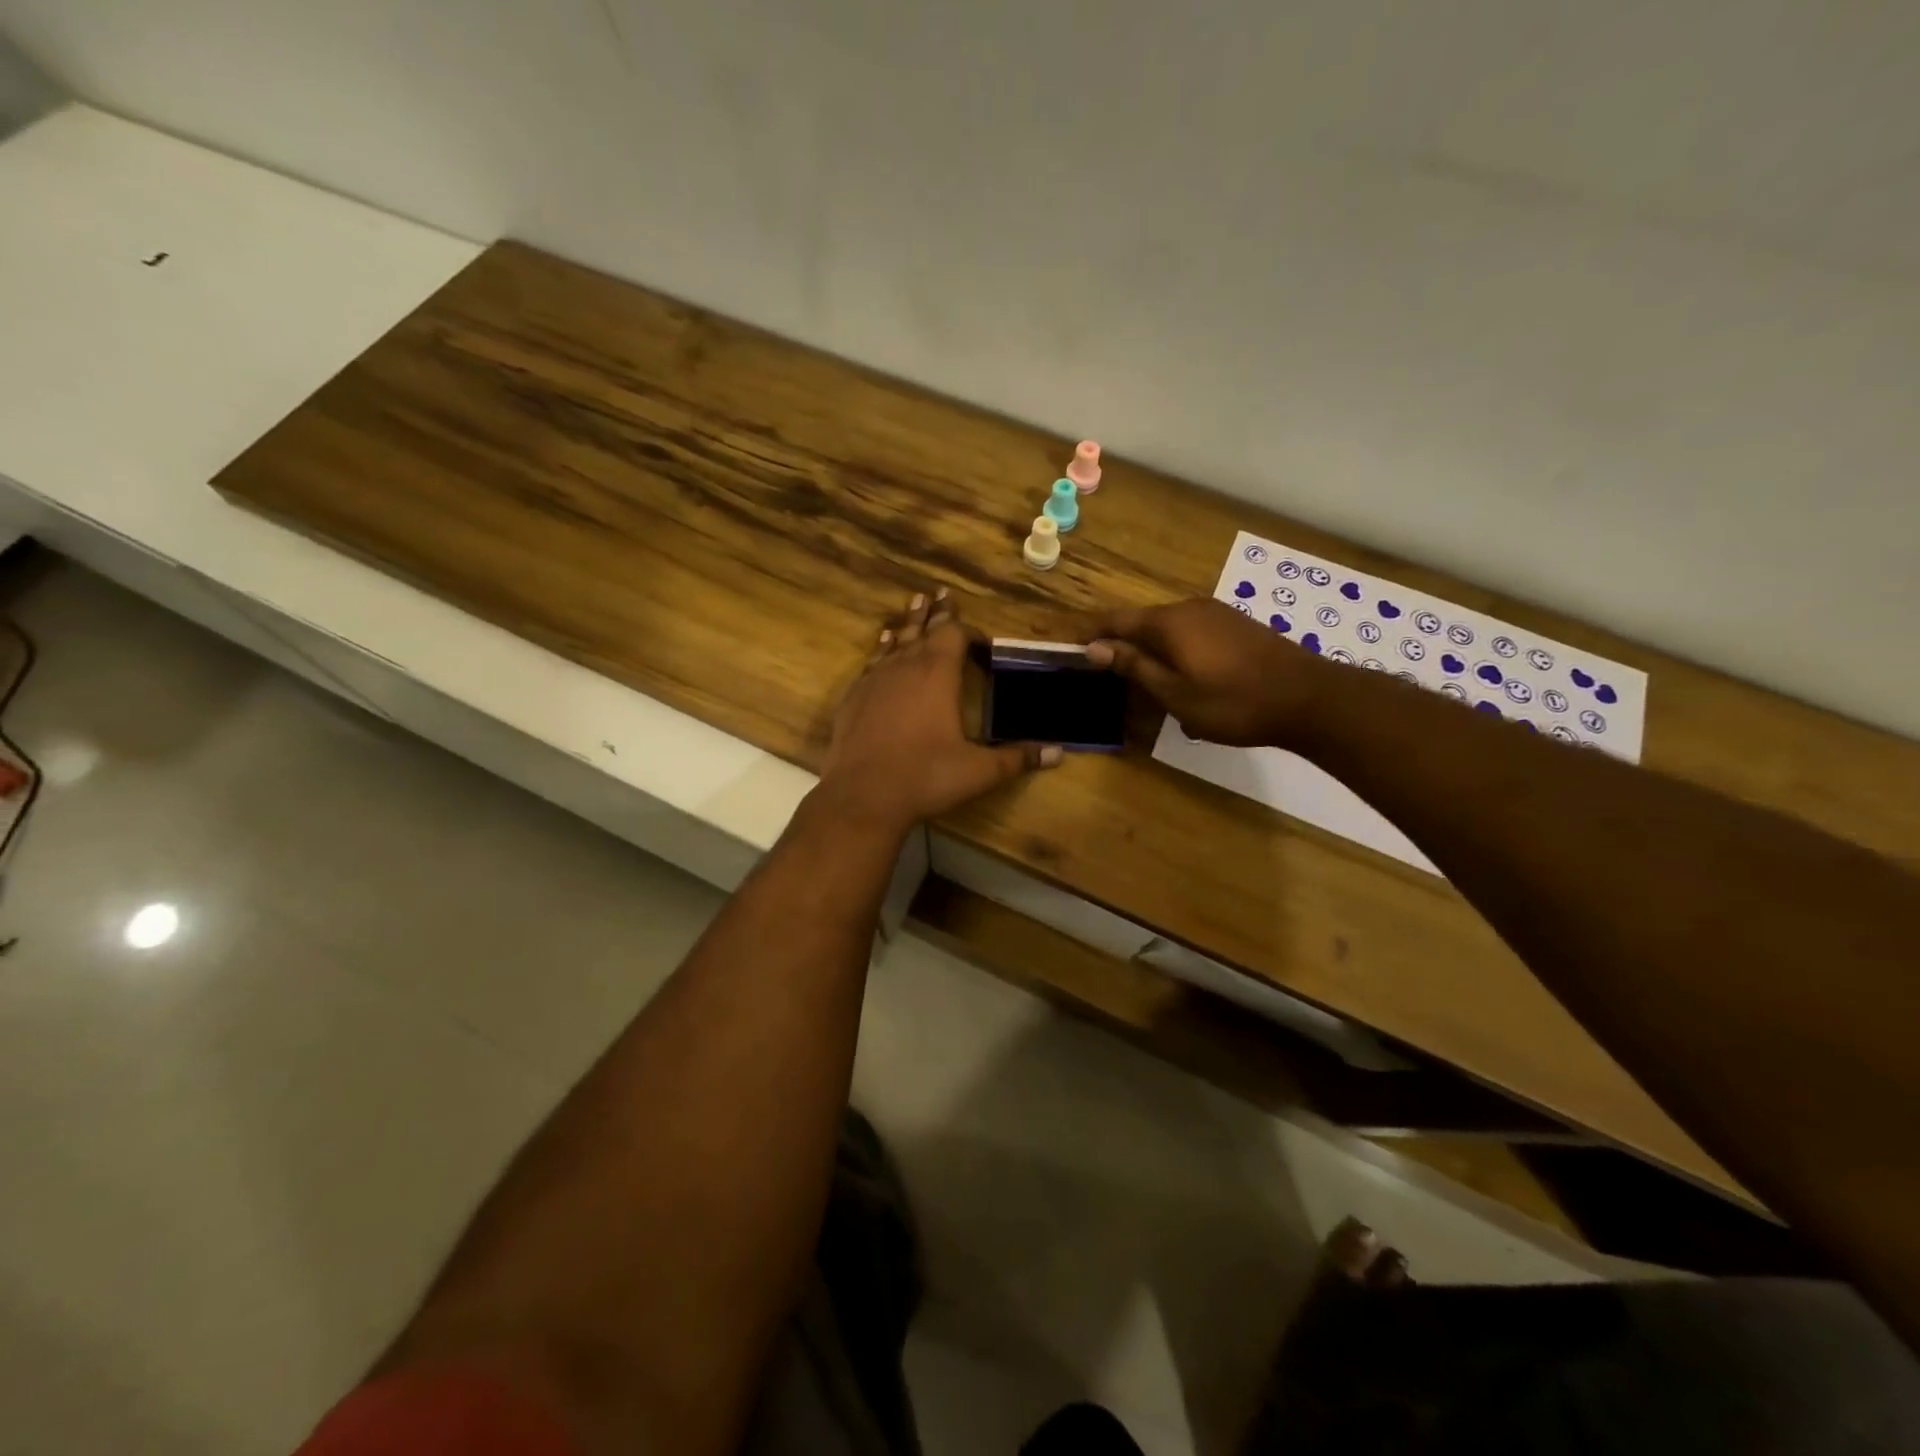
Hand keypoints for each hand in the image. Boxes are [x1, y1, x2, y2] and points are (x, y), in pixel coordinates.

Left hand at [818, 590, 1061, 833]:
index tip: (981, 643)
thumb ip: (1017, 758)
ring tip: (916, 602)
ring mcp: (875, 678)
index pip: (954, 635)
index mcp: (938, 674)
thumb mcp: (979, 771)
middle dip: (937, 612)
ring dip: (909, 622)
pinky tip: (883, 644)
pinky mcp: (854, 695)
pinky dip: (883, 647)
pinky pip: (872, 660)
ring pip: (895, 639)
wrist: (863, 796)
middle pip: (924, 628)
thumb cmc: (926, 777)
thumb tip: (1058, 752)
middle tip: (942, 592)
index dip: (969, 632)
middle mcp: (905, 666)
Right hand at [1086, 599, 1325, 746]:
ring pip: (1170, 629)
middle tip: (1104, 672)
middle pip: (1143, 622)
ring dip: (1152, 651)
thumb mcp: (1175, 693)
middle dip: (1121, 644)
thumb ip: (1134, 666)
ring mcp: (1217, 615)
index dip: (1091, 632)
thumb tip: (1095, 648)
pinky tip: (1184, 679)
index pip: (1116, 620)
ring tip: (1143, 681)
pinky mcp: (1237, 626)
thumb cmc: (1233, 703)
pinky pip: (1192, 634)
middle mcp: (1189, 609)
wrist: (1308, 699)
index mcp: (1169, 623)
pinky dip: (1177, 652)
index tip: (1070, 646)